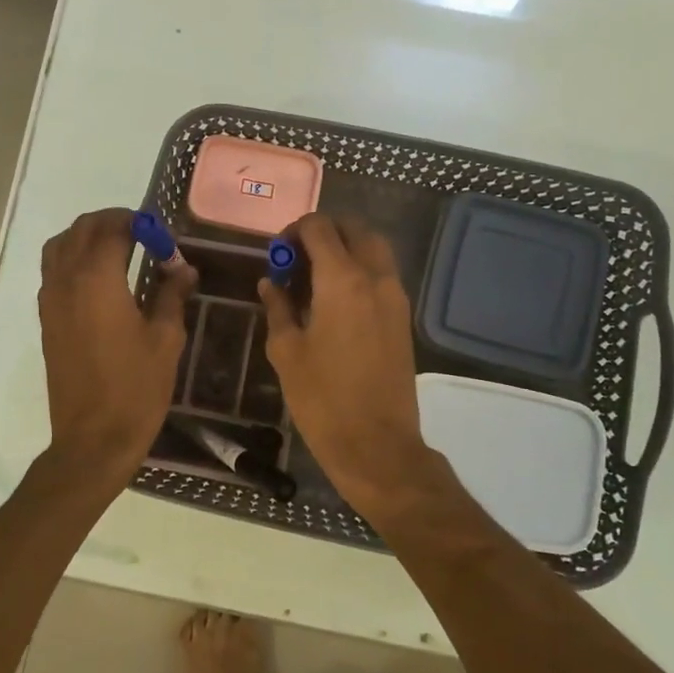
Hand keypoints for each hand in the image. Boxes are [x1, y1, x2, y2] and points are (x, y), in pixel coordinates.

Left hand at [38, 208, 197, 485]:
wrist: (93, 438)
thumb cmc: (136, 388)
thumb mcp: (166, 339)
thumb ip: (172, 295)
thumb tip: (183, 269)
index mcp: (97, 279)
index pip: (114, 228)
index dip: (141, 225)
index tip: (164, 239)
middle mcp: (66, 280)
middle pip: (82, 229)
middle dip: (113, 222)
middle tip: (144, 235)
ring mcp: (50, 300)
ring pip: (60, 246)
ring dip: (88, 237)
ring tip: (120, 250)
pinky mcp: (46, 320)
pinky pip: (53, 271)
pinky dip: (73, 259)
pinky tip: (101, 280)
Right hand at [258, 214, 430, 509]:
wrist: (377, 444)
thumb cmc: (323, 399)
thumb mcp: (286, 351)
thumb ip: (278, 307)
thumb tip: (270, 282)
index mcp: (342, 280)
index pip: (320, 228)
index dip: (294, 231)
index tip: (277, 254)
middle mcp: (375, 278)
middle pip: (354, 229)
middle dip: (323, 233)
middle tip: (296, 259)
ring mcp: (395, 297)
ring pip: (374, 249)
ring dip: (345, 249)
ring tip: (314, 278)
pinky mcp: (403, 318)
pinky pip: (382, 274)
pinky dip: (360, 270)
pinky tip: (334, 300)